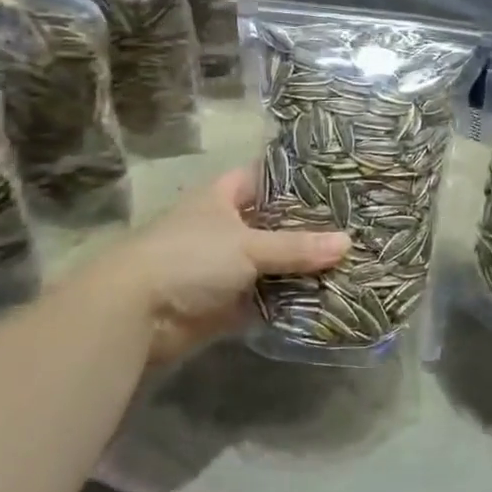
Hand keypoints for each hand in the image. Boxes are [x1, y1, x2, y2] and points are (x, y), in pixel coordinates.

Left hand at [100, 167, 347, 367]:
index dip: (297, 178)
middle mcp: (224, 227)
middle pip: (274, 223)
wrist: (136, 314)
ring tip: (350, 262)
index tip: (337, 181)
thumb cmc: (190, 258)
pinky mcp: (224, 303)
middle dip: (308, 228)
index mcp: (222, 197)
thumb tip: (347, 243)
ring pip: (272, 263)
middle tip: (355, 226)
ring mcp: (224, 267)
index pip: (266, 177)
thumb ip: (297, 247)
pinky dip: (288, 301)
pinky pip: (265, 298)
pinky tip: (326, 299)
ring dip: (301, 268)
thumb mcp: (248, 246)